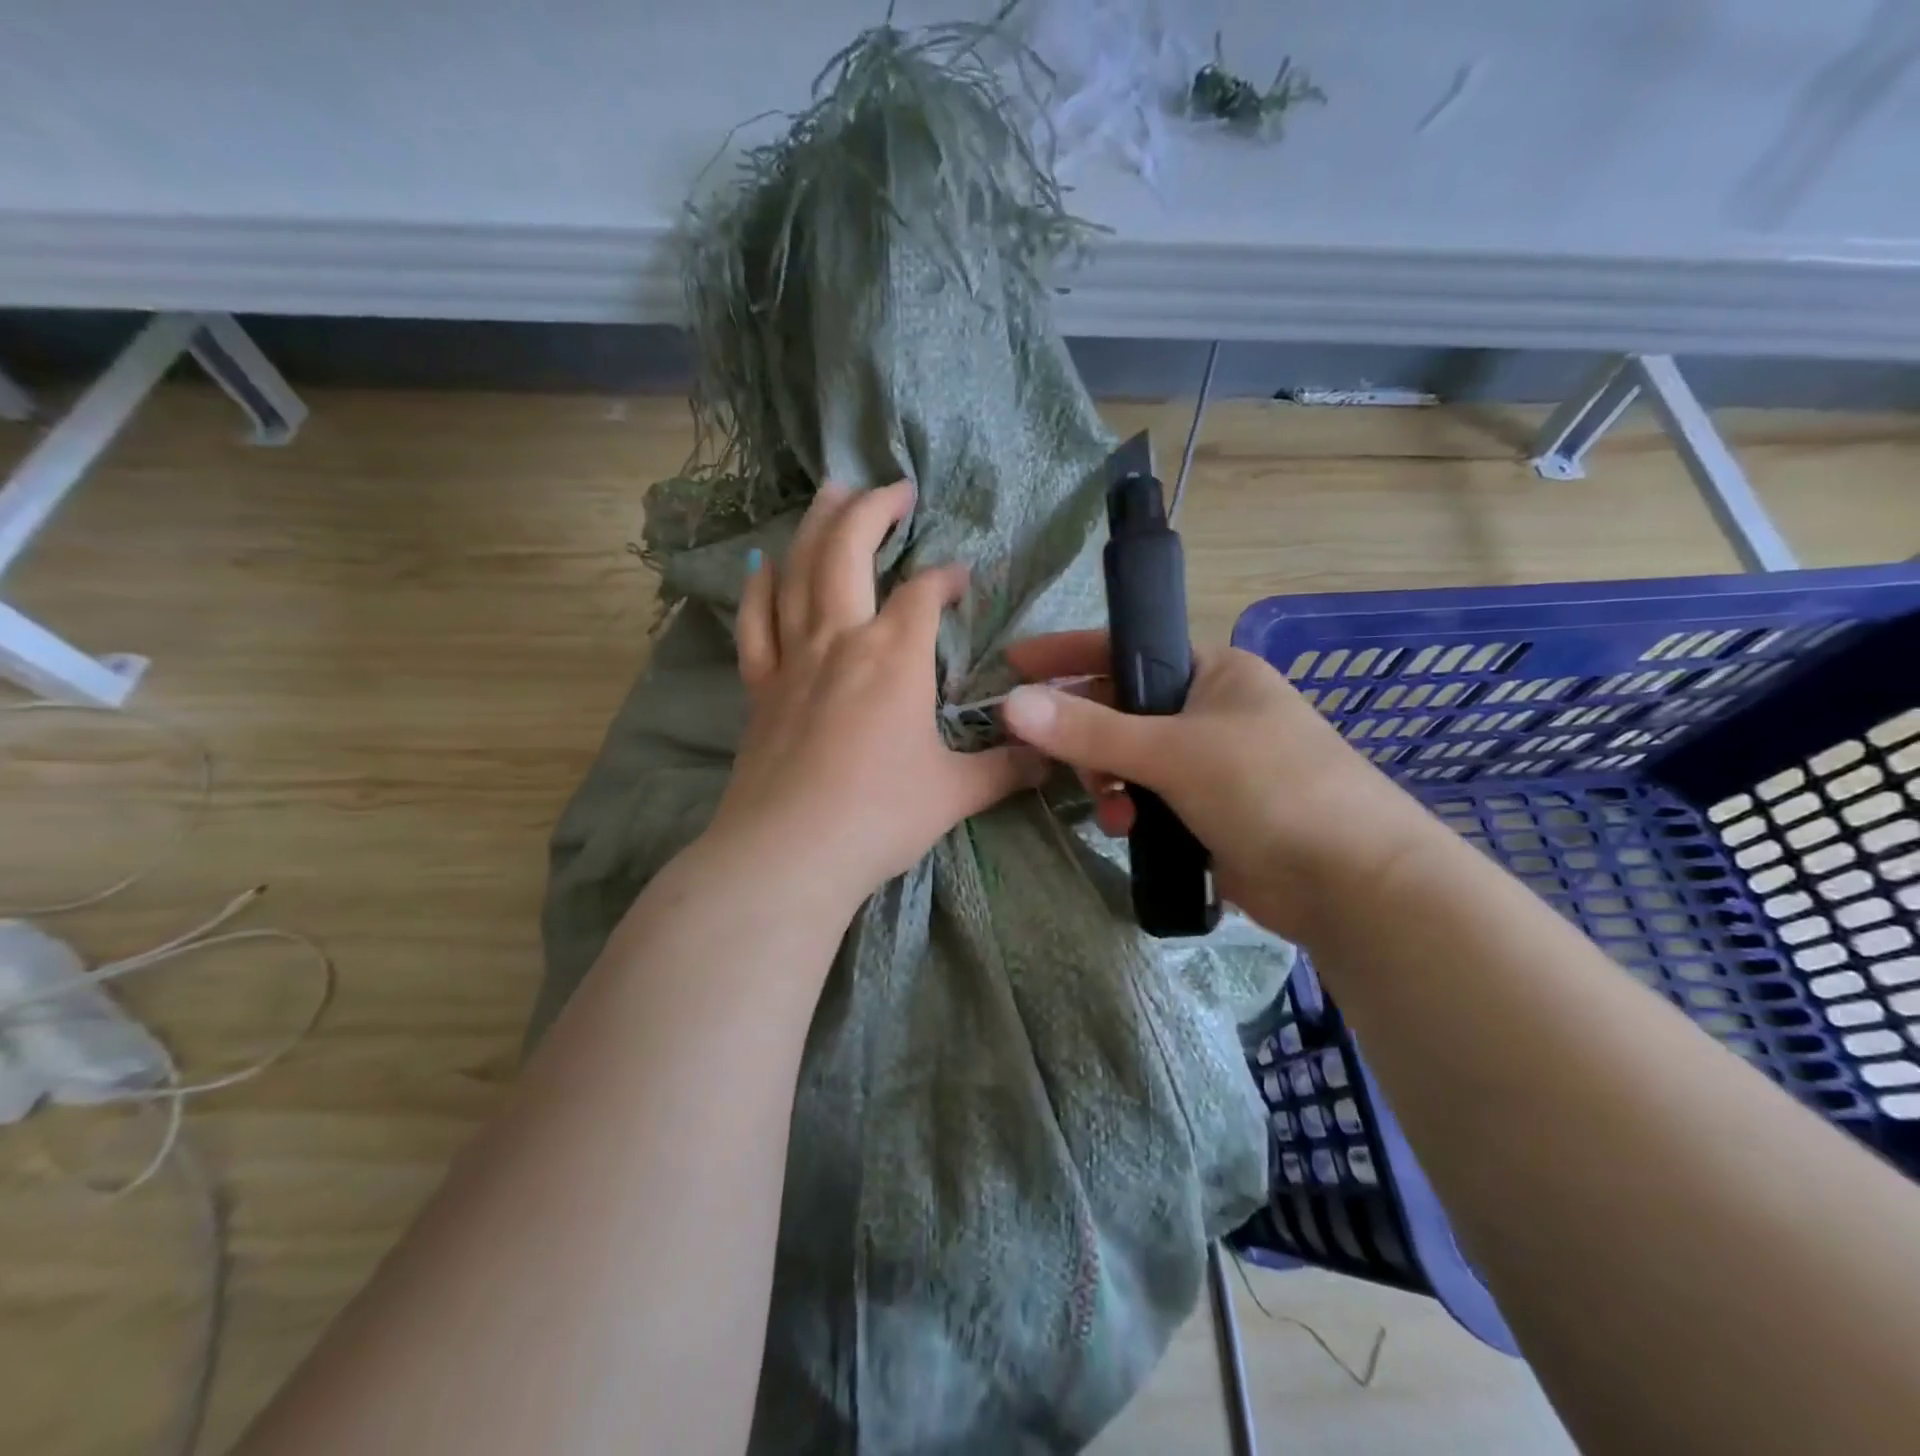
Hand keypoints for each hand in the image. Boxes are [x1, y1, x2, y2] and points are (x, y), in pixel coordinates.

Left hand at [706, 481, 1045, 911]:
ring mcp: (792, 660)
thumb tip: (1051, 760)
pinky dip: (758, 590)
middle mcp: (840, 640)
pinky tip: (764, 568)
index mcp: (894, 656)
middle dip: (872, 509)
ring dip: (814, 526)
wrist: (789, 853)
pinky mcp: (759, 689)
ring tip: (827, 493)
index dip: (947, 578)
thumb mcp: (956, 793)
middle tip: (892, 486)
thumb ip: (1006, 769)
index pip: (925, 594)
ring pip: (798, 572)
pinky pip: (754, 625)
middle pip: (848, 550)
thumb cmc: (879, 816)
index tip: (962, 580)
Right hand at [1001, 632, 1430, 942]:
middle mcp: (1210, 709)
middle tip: (1060, 763)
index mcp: (1212, 671)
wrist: (1351, 883)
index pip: (1123, 649)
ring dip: (1109, 782)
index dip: (1066, 655)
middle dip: (1088, 738)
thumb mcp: (1173, 752)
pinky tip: (1129, 830)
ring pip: (1130, 759)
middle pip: (1120, 709)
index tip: (1012, 665)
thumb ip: (1089, 730)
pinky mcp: (1209, 811)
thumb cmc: (1269, 788)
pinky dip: (1131, 810)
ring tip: (1111, 810)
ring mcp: (1211, 763)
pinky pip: (1149, 798)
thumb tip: (1011, 703)